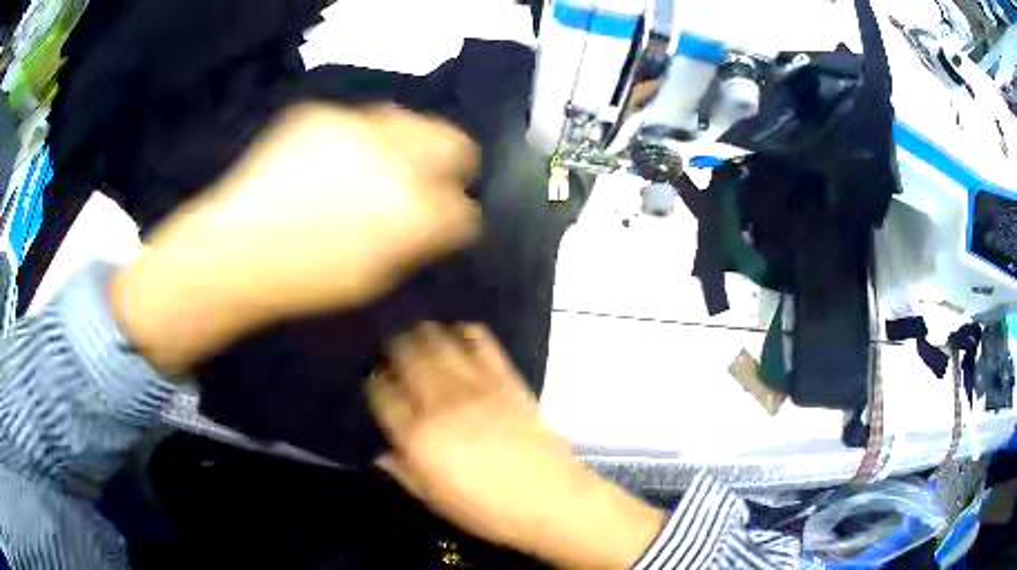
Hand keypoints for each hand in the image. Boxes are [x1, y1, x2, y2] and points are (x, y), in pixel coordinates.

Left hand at [112, 105, 479, 372]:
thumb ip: (416, 244)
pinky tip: (331, 160)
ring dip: (406, 144)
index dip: (458, 221)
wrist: (233, 250)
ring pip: (410, 120)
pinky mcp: (320, 113)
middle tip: (425, 185)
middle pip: (456, 143)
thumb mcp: (373, 279)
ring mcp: (356, 125)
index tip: (444, 227)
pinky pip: (359, 119)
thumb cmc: (303, 280)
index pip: (465, 209)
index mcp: (412, 211)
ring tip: (378, 167)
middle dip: (451, 166)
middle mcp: (396, 156)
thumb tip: (436, 222)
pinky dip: (358, 138)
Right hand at [369, 324, 665, 568]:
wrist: (549, 500)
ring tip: (420, 328)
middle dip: (397, 348)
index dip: (377, 383)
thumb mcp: (435, 500)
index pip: (385, 396)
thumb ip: (404, 472)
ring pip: (442, 349)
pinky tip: (463, 329)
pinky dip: (471, 334)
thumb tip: (381, 453)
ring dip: (427, 334)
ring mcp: (476, 390)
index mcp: (418, 437)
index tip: (377, 378)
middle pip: (410, 362)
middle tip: (394, 343)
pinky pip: (485, 349)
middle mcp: (441, 406)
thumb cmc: (487, 510)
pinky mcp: (507, 383)